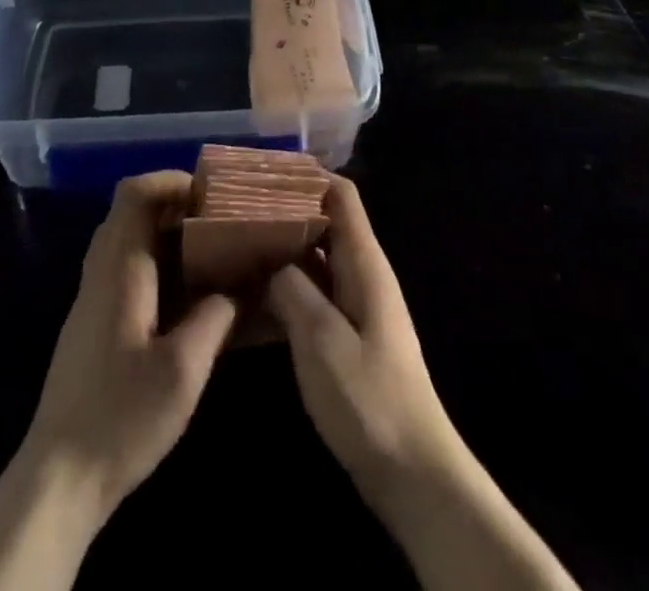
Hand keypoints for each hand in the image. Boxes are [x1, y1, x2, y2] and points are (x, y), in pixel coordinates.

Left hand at [19, 170, 237, 523]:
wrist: (59, 479)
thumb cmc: (122, 417)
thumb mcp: (183, 368)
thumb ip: (216, 316)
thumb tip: (243, 284)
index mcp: (119, 268)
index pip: (135, 193)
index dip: (172, 180)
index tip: (211, 194)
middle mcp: (101, 271)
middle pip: (132, 210)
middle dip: (177, 206)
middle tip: (219, 221)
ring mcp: (92, 298)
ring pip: (128, 240)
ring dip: (167, 235)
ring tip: (211, 252)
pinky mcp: (93, 323)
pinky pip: (125, 269)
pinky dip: (157, 262)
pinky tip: (187, 296)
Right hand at [265, 176, 464, 508]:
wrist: (413, 474)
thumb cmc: (370, 401)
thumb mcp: (322, 341)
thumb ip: (293, 290)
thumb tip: (271, 260)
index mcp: (364, 263)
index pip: (341, 194)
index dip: (307, 176)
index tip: (262, 173)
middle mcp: (362, 273)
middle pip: (325, 222)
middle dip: (284, 211)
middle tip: (235, 210)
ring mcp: (356, 306)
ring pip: (315, 259)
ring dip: (281, 251)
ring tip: (235, 246)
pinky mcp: (348, 337)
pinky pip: (313, 295)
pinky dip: (286, 288)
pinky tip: (251, 299)